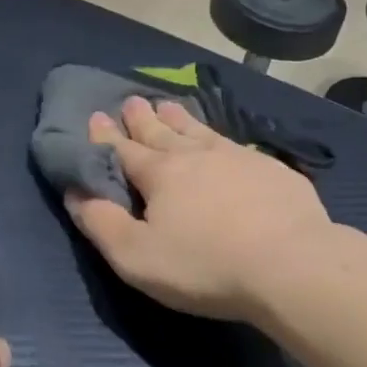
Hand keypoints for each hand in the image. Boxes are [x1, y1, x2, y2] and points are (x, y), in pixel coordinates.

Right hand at [65, 96, 340, 322]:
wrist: (293, 266)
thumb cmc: (206, 265)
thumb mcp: (136, 256)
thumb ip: (100, 223)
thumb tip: (74, 191)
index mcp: (159, 174)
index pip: (123, 149)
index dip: (105, 135)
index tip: (96, 116)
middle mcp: (194, 156)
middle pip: (161, 131)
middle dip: (142, 117)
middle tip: (133, 100)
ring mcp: (237, 158)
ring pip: (199, 131)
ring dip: (180, 118)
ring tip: (169, 105)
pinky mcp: (271, 171)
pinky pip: (236, 146)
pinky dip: (220, 138)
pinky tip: (225, 142)